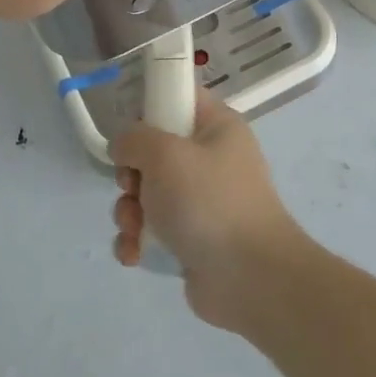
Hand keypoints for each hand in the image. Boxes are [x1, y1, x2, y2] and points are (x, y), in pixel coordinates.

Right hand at [109, 96, 308, 329]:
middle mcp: (211, 159)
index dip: (149, 108)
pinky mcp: (192, 238)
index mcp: (217, 127)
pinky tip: (134, 255)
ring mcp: (202, 201)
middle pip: (154, 151)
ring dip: (130, 212)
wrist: (251, 278)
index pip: (179, 97)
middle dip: (131, 175)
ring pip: (148, 193)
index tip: (130, 132)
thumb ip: (134, 139)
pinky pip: (153, 230)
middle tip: (132, 188)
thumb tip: (124, 147)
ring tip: (135, 230)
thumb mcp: (165, 154)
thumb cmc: (209, 202)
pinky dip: (138, 241)